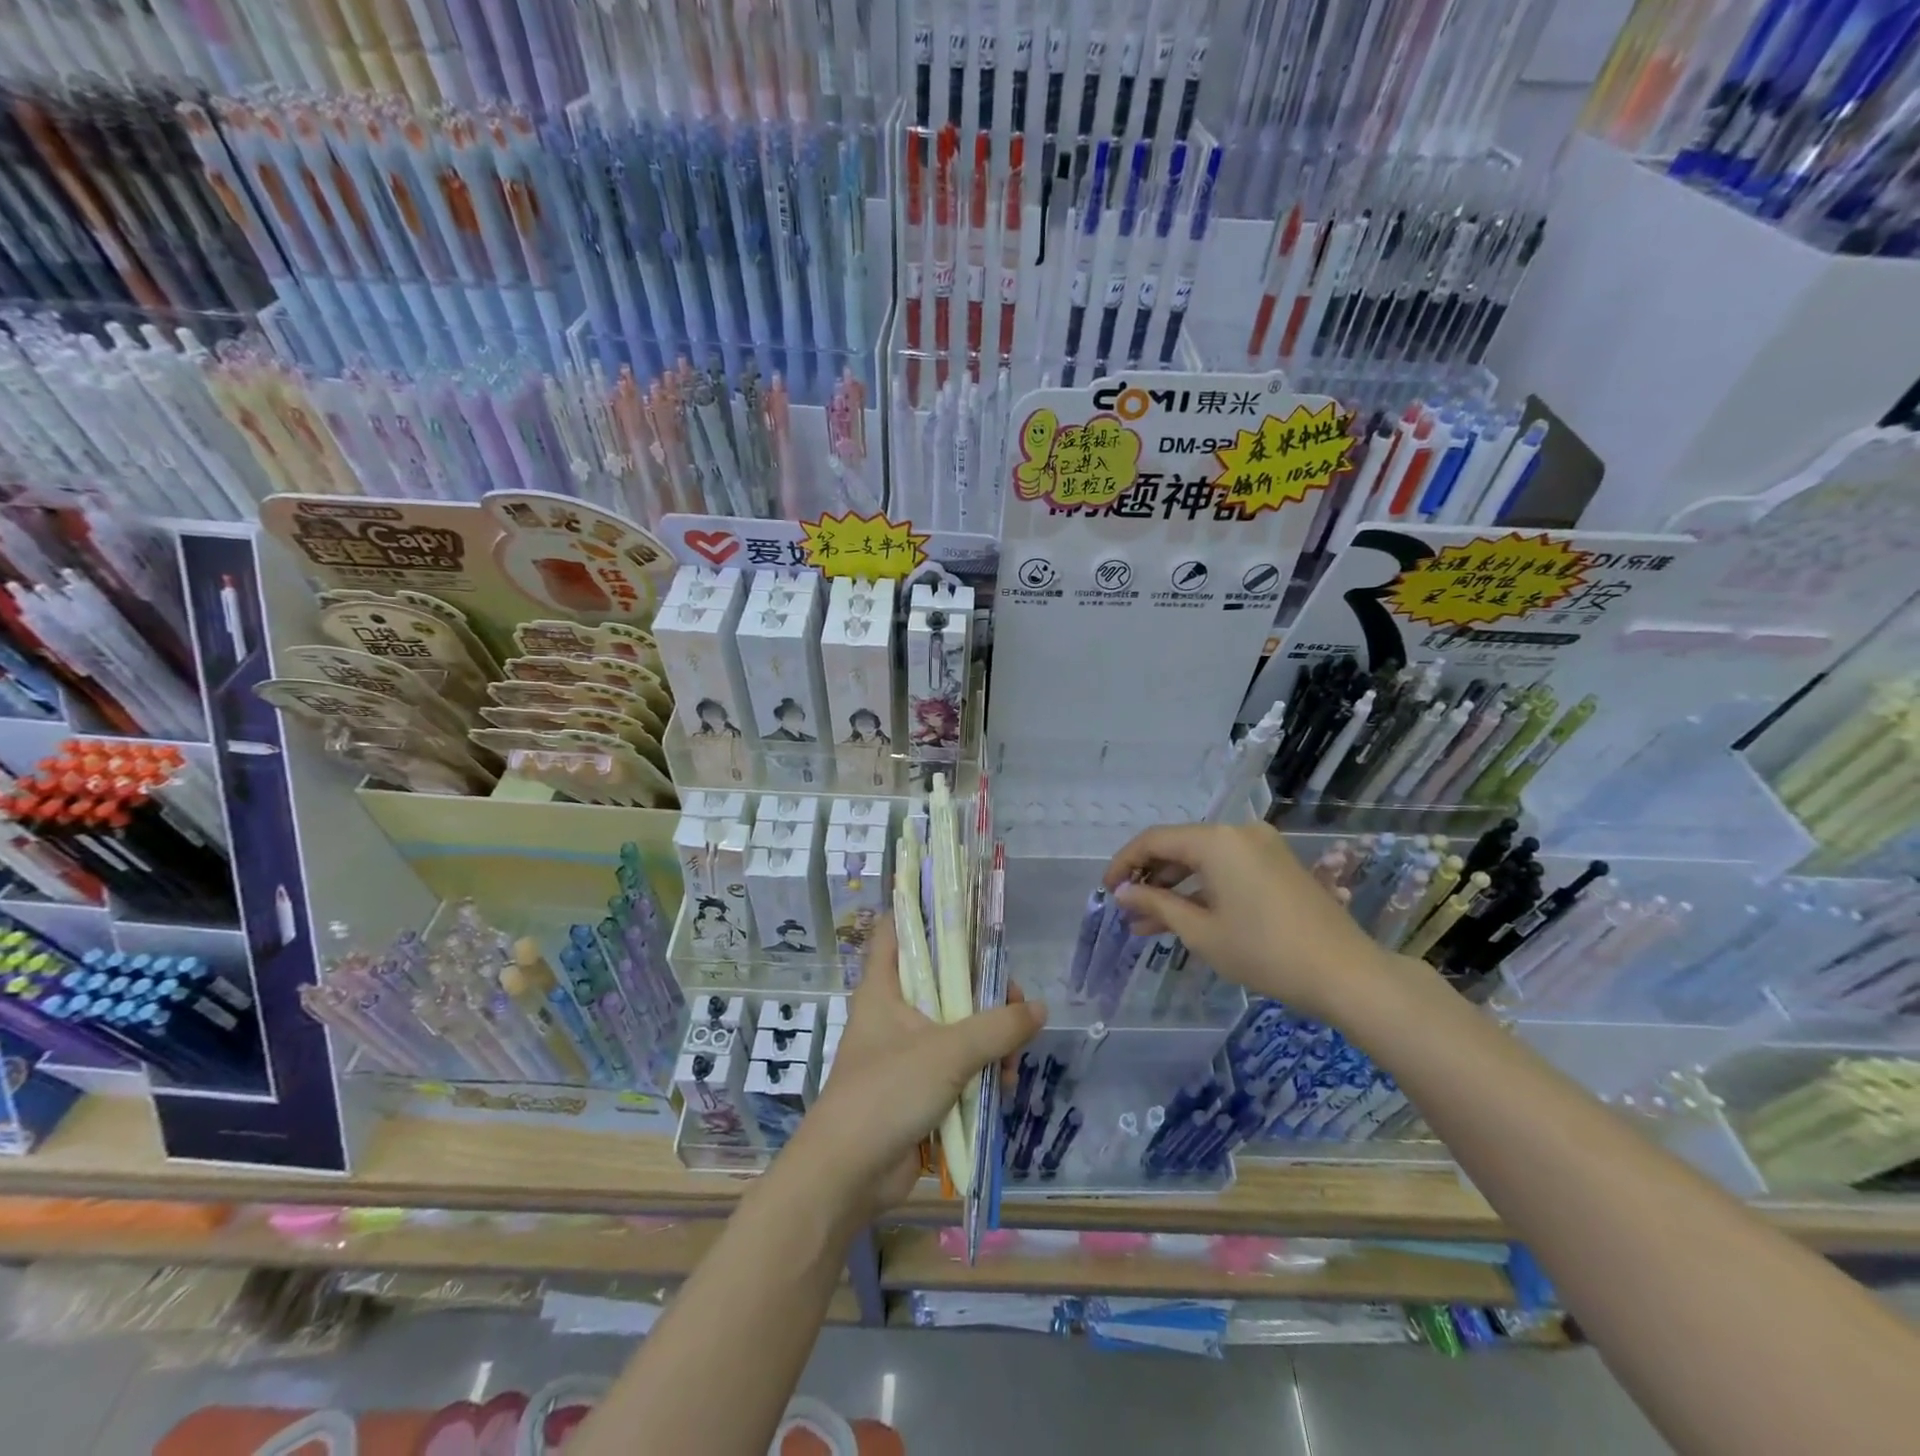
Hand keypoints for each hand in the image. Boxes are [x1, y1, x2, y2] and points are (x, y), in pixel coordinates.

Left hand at [788, 916, 1045, 1221]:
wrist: (848, 1175)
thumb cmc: (887, 1093)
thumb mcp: (948, 1052)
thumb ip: (997, 1028)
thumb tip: (1038, 1009)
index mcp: (885, 987)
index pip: (896, 929)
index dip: (922, 910)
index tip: (962, 908)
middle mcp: (895, 1011)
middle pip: (946, 980)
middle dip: (985, 993)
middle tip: (1016, 1006)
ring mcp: (908, 1051)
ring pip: (959, 1026)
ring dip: (991, 1042)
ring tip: (1011, 1065)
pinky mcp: (920, 1088)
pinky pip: (959, 1067)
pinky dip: (982, 1073)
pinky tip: (1004, 1089)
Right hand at [1104, 821, 1393, 1024]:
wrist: (1347, 974)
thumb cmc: (1264, 951)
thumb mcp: (1201, 932)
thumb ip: (1156, 906)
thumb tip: (1122, 894)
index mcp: (1216, 840)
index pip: (1155, 841)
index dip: (1125, 864)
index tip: (1107, 891)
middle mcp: (1239, 833)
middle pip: (1180, 847)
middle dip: (1150, 879)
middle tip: (1128, 911)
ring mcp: (1263, 848)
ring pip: (1204, 861)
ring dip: (1175, 888)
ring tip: (1149, 925)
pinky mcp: (1279, 866)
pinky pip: (1228, 869)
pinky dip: (1204, 890)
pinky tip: (1187, 919)